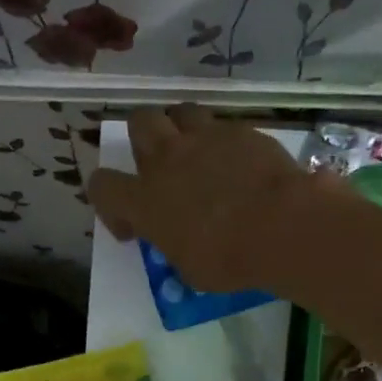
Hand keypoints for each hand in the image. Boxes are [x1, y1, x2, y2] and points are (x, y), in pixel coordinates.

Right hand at [87, 105, 333, 293]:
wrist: (280, 226)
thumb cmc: (229, 260)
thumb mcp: (190, 269)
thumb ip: (175, 247)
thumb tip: (181, 242)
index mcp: (145, 200)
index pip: (102, 186)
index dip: (110, 204)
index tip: (132, 226)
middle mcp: (168, 159)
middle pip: (139, 122)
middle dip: (143, 141)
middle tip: (161, 170)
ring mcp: (205, 138)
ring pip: (179, 111)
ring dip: (180, 129)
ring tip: (196, 154)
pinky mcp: (240, 130)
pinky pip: (222, 125)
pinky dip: (223, 142)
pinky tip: (238, 164)